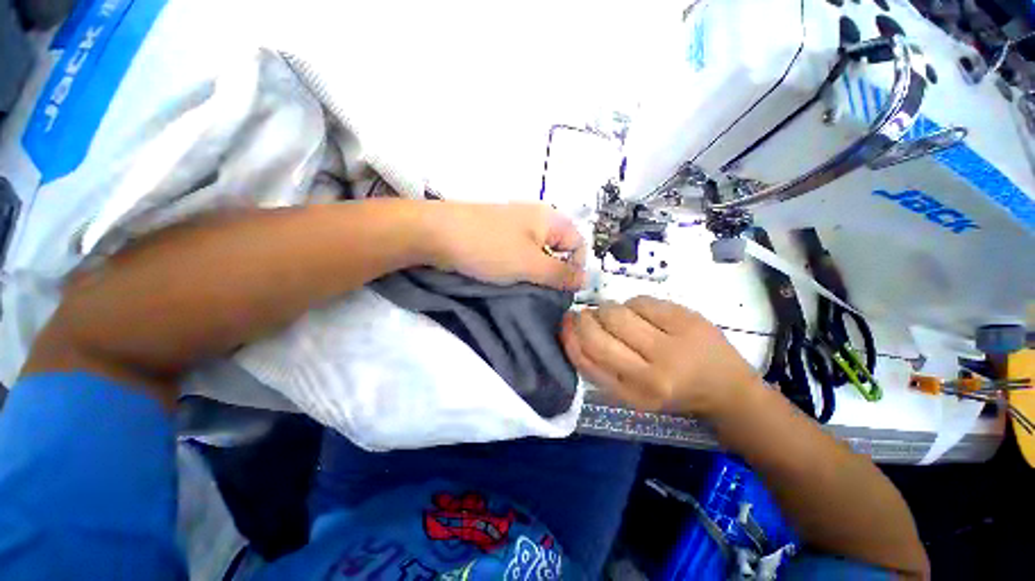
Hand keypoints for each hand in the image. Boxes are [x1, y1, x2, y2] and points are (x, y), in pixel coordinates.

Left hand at [426, 202, 585, 289]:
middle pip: (558, 249)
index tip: (561, 288)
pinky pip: (518, 253)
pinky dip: (518, 267)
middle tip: (540, 290)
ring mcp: (514, 226)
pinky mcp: (497, 235)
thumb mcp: (530, 264)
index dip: (575, 267)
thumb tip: (586, 279)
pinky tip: (508, 277)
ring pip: (537, 253)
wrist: (436, 234)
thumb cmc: (489, 247)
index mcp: (549, 218)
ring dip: (535, 272)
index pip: (579, 243)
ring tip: (523, 285)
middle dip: (553, 272)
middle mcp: (535, 218)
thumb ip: (561, 273)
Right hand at [560, 296, 759, 416]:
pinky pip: (641, 301)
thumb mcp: (632, 392)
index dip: (570, 337)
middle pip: (599, 334)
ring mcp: (672, 344)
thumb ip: (601, 367)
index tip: (565, 323)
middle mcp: (652, 373)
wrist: (729, 389)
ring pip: (617, 313)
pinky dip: (633, 304)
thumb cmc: (673, 392)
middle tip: (587, 315)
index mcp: (634, 394)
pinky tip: (642, 313)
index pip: (588, 360)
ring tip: (618, 316)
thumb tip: (574, 328)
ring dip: (608, 310)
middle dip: (585, 319)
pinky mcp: (687, 320)